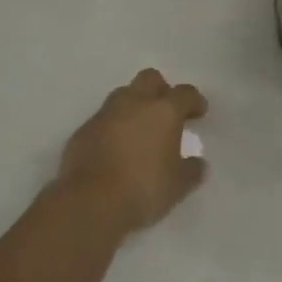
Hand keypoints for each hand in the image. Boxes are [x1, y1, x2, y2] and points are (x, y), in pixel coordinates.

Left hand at [58, 69, 207, 234]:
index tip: (199, 113)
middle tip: (166, 112)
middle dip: (161, 90)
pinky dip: (112, 127)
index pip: (185, 93)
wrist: (89, 203)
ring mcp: (105, 114)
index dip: (195, 101)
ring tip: (139, 130)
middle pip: (150, 78)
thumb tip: (198, 164)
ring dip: (134, 106)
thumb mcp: (178, 185)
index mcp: (164, 111)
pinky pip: (103, 120)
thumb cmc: (143, 189)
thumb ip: (191, 170)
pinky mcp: (83, 131)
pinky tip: (114, 149)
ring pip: (123, 95)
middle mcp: (134, 103)